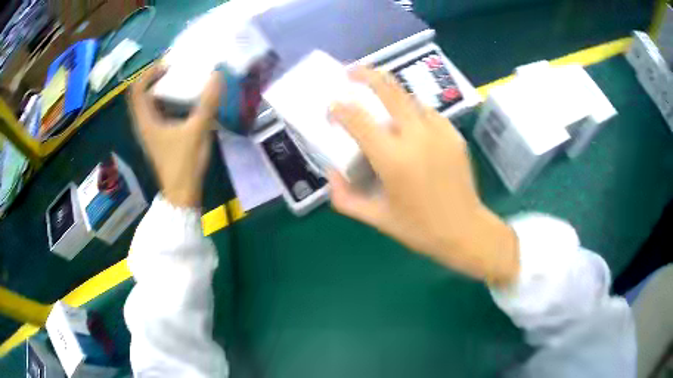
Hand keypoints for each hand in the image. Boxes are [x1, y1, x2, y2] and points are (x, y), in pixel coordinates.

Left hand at [129, 66, 222, 207]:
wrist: (182, 195)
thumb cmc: (184, 163)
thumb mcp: (197, 130)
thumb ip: (207, 102)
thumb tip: (217, 74)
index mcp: (146, 121)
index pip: (137, 90)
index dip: (149, 73)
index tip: (167, 65)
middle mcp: (144, 125)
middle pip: (142, 95)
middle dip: (155, 79)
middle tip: (174, 69)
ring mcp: (151, 133)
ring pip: (149, 104)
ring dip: (161, 90)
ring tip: (179, 80)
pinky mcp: (159, 139)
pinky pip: (158, 113)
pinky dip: (166, 102)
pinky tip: (183, 101)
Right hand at [329, 67, 518, 286]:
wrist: (465, 230)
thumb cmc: (419, 228)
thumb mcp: (376, 218)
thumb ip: (345, 197)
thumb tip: (331, 173)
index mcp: (393, 159)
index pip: (358, 119)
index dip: (339, 108)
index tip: (332, 107)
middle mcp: (416, 137)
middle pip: (388, 89)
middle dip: (366, 74)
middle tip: (352, 71)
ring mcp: (439, 132)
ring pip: (409, 96)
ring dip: (390, 90)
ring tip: (377, 93)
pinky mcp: (454, 134)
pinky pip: (428, 112)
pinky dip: (412, 110)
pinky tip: (408, 121)